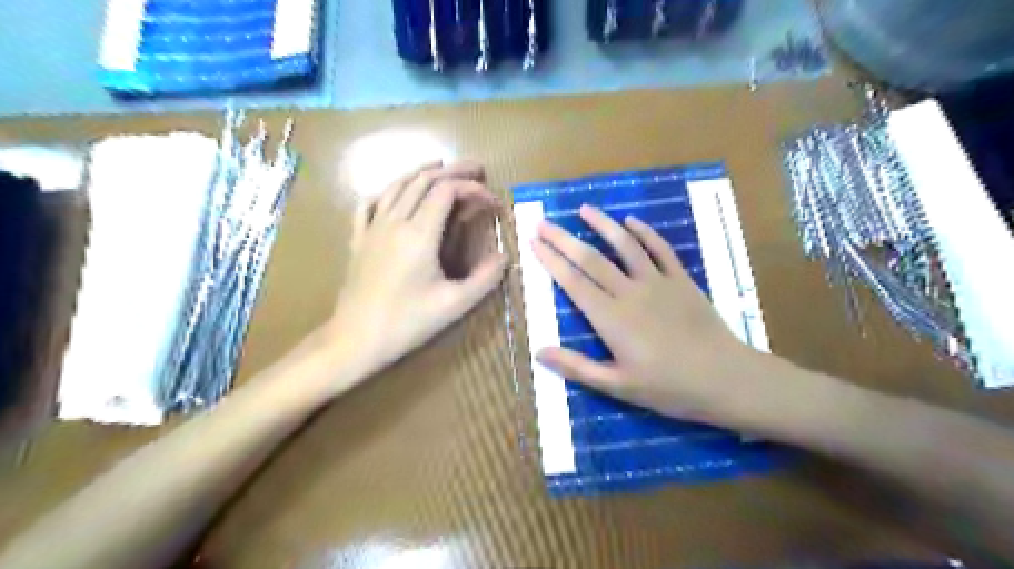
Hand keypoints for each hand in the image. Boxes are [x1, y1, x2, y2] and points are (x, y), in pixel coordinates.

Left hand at [324, 161, 507, 387]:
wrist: (356, 339)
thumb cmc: (407, 322)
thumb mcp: (455, 304)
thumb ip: (485, 278)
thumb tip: (505, 257)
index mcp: (419, 233)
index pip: (447, 192)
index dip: (473, 188)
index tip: (493, 201)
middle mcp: (395, 221)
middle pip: (423, 180)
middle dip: (452, 170)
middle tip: (476, 168)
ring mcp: (372, 228)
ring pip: (396, 186)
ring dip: (421, 172)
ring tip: (440, 166)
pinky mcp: (358, 240)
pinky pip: (368, 204)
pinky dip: (385, 191)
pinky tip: (392, 192)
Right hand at [534, 205, 764, 425]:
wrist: (725, 378)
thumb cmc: (668, 387)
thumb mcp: (617, 386)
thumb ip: (577, 367)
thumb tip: (539, 352)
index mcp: (611, 319)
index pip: (573, 282)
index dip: (551, 260)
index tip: (534, 242)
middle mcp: (630, 292)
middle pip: (591, 259)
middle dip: (564, 239)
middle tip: (544, 222)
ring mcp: (658, 282)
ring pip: (625, 245)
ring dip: (603, 224)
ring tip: (584, 208)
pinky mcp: (681, 280)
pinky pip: (660, 249)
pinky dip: (645, 233)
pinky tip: (632, 221)